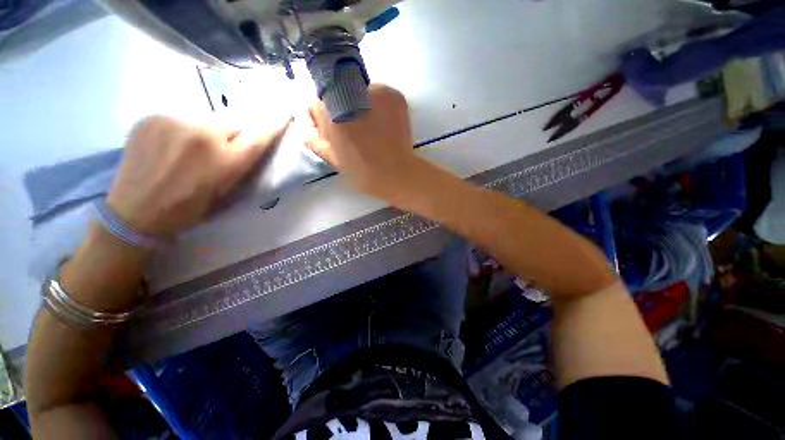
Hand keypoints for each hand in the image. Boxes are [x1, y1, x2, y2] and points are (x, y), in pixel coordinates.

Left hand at [107, 115, 288, 236]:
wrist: (135, 212)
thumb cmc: (188, 209)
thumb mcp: (226, 191)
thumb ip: (240, 164)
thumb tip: (245, 142)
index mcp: (225, 161)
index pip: (258, 136)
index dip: (273, 124)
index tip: (284, 112)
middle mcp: (203, 136)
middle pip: (231, 124)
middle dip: (233, 135)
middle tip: (222, 150)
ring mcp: (174, 122)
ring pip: (205, 121)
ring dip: (206, 132)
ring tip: (189, 151)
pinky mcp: (152, 117)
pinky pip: (180, 119)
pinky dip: (182, 130)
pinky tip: (169, 146)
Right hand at [305, 84, 420, 200]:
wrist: (396, 174)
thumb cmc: (362, 170)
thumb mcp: (331, 156)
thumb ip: (312, 135)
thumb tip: (304, 119)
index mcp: (331, 111)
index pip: (317, 100)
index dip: (324, 115)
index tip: (334, 129)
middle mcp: (351, 92)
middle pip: (337, 92)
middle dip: (342, 107)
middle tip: (355, 130)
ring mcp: (377, 90)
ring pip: (359, 91)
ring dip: (361, 105)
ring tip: (372, 129)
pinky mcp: (395, 94)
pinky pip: (379, 95)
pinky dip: (379, 106)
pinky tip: (384, 125)